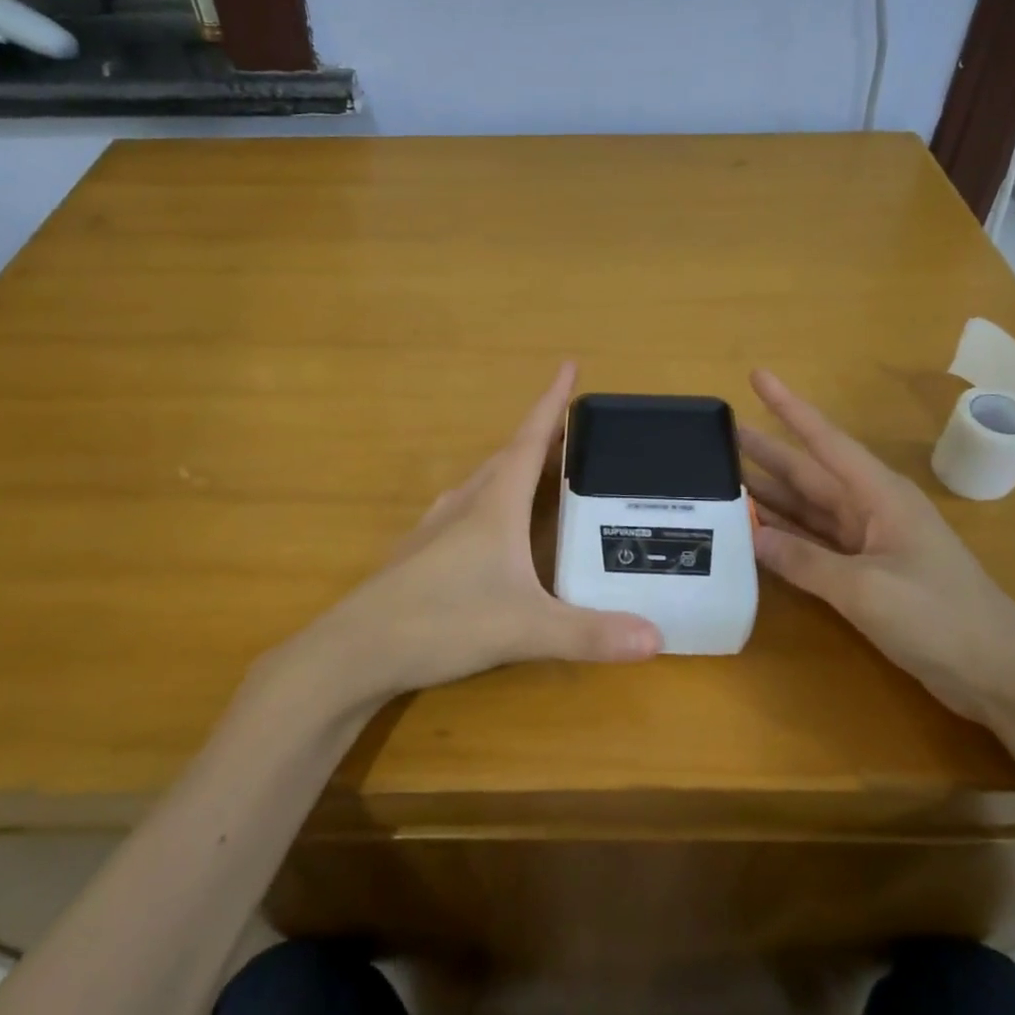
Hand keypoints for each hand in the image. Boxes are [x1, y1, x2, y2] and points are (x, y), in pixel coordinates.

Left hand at [307, 362, 661, 699]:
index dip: (552, 402)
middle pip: (508, 457)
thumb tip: (658, 639)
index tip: (569, 364)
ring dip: (514, 469)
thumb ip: (590, 633)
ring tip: (540, 473)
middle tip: (575, 432)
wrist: (356, 650)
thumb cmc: (443, 621)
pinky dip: (490, 503)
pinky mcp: (420, 554)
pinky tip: (491, 528)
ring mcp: (437, 528)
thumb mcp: (525, 628)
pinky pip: (465, 511)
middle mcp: (465, 505)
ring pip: (483, 483)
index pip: (530, 439)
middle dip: (542, 437)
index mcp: (494, 505)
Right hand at [739, 369, 1014, 721]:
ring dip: (769, 496)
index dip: (789, 407)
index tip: (757, 376)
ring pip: (807, 508)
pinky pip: (814, 543)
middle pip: (808, 472)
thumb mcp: (866, 587)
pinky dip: (785, 536)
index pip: (824, 439)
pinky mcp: (865, 573)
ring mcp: (868, 542)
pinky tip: (753, 532)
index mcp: (879, 495)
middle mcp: (870, 509)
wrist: (999, 674)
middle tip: (719, 437)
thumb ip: (804, 560)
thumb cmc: (939, 616)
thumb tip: (750, 536)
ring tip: (723, 480)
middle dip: (767, 451)